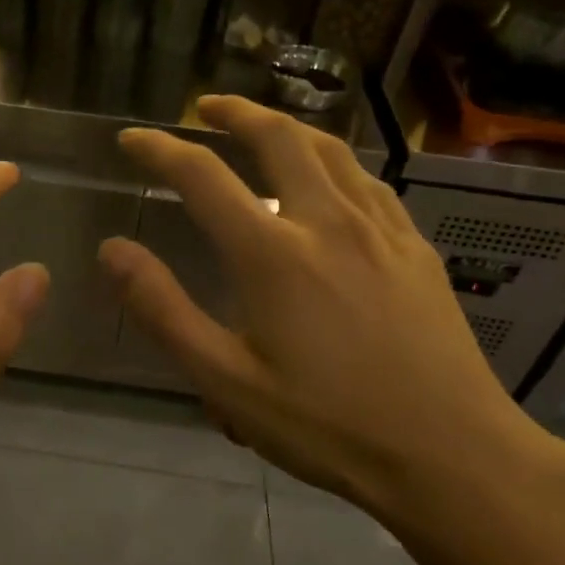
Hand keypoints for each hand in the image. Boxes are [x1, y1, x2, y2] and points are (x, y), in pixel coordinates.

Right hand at [100, 96, 564, 522]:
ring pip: (331, 150)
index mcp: (272, 254)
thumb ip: (163, 309)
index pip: (202, 176)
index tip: (131, 138)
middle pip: (279, 137)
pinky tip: (331, 181)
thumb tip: (112, 249)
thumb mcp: (226, 380)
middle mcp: (326, 222)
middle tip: (204, 108)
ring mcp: (380, 231)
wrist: (453, 457)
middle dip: (235, 113)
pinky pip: (369, 182)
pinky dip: (334, 163)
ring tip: (262, 128)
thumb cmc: (326, 425)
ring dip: (288, 127)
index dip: (159, 149)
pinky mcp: (416, 249)